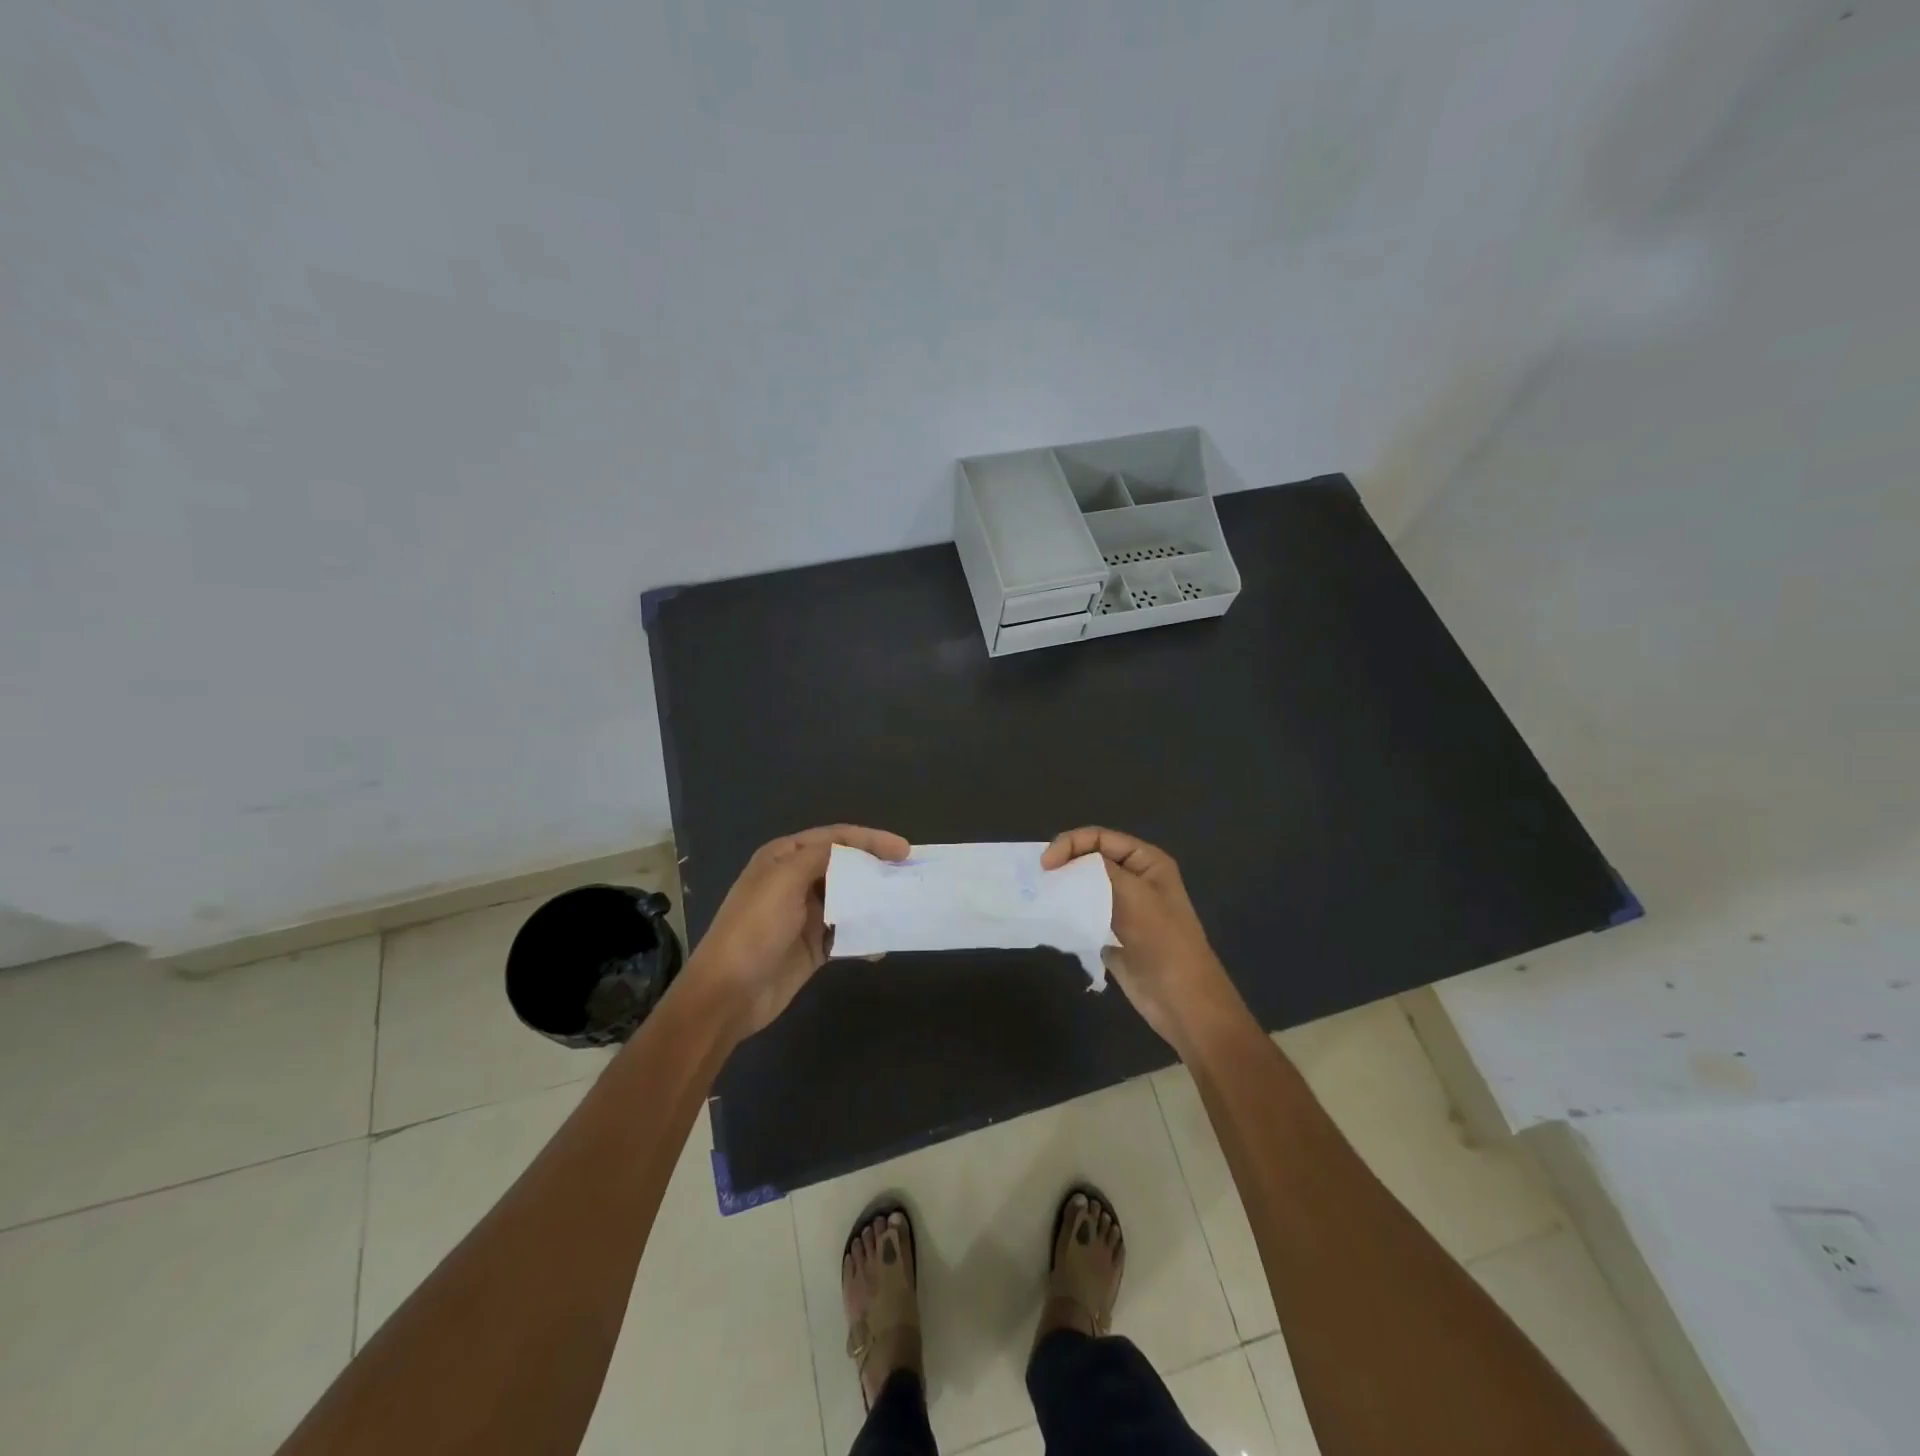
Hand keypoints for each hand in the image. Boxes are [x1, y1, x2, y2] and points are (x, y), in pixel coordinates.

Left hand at [687, 824, 910, 1039]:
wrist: (728, 993)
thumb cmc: (755, 929)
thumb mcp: (784, 880)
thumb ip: (820, 857)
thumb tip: (854, 851)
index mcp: (784, 858)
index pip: (836, 838)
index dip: (871, 840)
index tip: (904, 850)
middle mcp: (796, 880)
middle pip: (846, 866)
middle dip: (877, 869)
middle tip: (909, 876)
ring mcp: (805, 914)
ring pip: (850, 899)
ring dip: (874, 902)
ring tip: (903, 906)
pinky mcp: (813, 946)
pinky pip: (847, 934)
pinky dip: (866, 936)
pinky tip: (881, 944)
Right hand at [1041, 827, 1239, 1048]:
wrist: (1182, 1000)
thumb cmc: (1163, 942)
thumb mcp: (1134, 895)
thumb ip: (1100, 870)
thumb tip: (1066, 862)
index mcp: (1147, 862)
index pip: (1100, 838)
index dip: (1070, 844)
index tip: (1046, 865)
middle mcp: (1135, 879)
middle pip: (1091, 859)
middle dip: (1064, 864)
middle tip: (1038, 880)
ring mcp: (1123, 907)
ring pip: (1085, 886)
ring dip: (1063, 888)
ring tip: (1039, 896)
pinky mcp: (1112, 932)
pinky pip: (1084, 912)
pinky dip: (1067, 911)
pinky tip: (1051, 917)